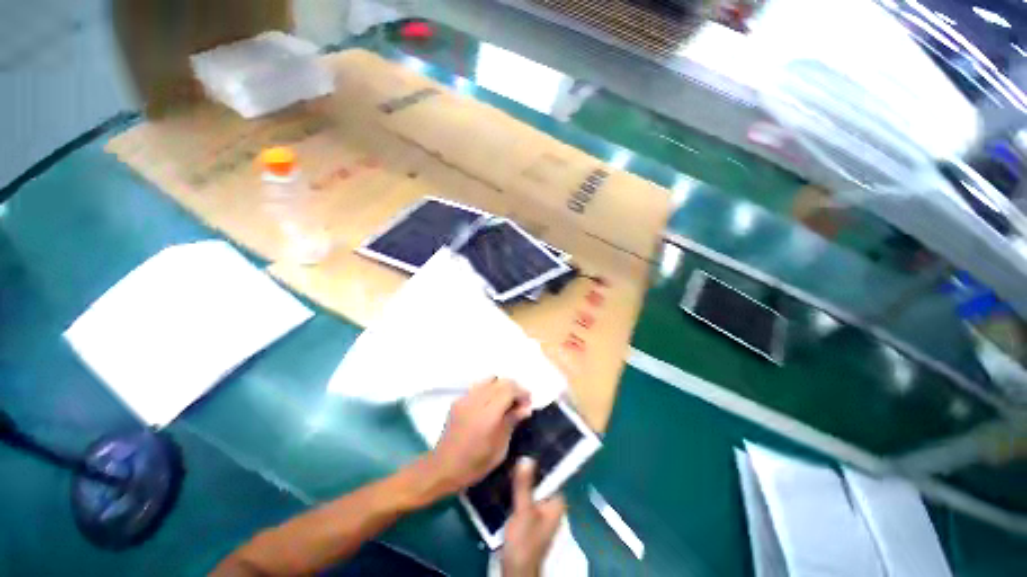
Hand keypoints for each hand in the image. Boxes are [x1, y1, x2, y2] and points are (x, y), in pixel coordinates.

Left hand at [428, 378, 531, 492]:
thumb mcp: (500, 449)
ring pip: (489, 380)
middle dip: (514, 388)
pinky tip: (491, 405)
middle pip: (500, 381)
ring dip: (501, 387)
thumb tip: (526, 408)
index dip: (521, 392)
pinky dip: (490, 389)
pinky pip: (479, 386)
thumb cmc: (474, 465)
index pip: (508, 389)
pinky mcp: (458, 400)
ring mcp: (465, 398)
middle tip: (520, 403)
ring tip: (506, 402)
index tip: (528, 403)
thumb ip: (512, 422)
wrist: (442, 468)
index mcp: (487, 415)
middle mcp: (475, 401)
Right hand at [502, 459, 564, 576]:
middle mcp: (552, 503)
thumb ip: (524, 485)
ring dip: (523, 476)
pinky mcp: (531, 514)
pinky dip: (519, 486)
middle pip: (542, 478)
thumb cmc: (524, 542)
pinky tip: (509, 477)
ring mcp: (542, 510)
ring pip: (533, 486)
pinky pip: (527, 493)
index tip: (530, 442)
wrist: (516, 571)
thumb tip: (527, 457)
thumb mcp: (523, 511)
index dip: (541, 457)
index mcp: (557, 501)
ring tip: (511, 457)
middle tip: (517, 448)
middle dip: (530, 466)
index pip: (553, 472)